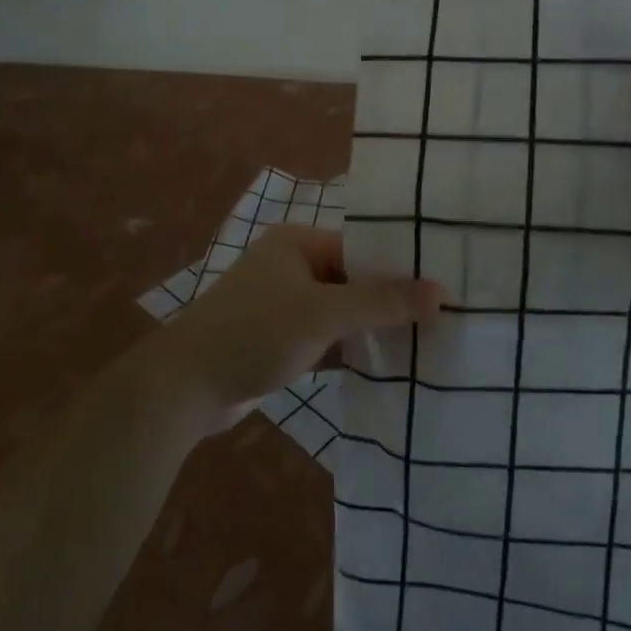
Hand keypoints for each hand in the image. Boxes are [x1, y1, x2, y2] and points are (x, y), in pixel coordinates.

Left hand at [165, 225, 441, 428]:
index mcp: (297, 243)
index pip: (361, 248)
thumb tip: (441, 293)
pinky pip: (327, 341)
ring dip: (373, 330)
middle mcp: (291, 267)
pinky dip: (352, 352)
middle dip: (390, 303)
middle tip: (443, 320)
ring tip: (428, 344)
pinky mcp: (281, 343)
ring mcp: (285, 307)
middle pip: (354, 281)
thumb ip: (381, 302)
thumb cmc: (255, 332)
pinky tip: (389, 368)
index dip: (400, 269)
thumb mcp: (323, 313)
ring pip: (342, 314)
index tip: (444, 289)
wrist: (186, 387)